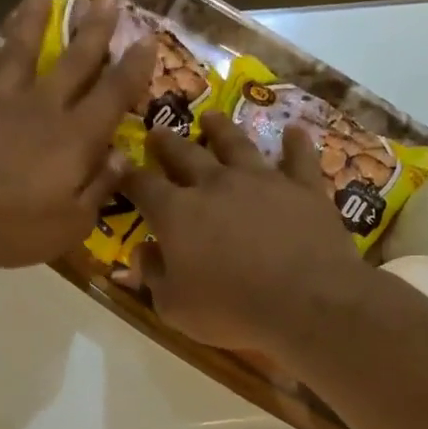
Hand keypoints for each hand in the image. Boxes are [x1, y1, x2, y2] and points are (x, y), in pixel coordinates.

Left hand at [0, 0, 153, 268]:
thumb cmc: (17, 228)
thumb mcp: (74, 223)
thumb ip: (100, 186)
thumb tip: (121, 156)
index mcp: (76, 137)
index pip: (113, 93)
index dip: (134, 67)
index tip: (147, 40)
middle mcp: (42, 108)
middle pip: (73, 61)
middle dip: (94, 30)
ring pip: (20, 51)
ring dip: (33, 19)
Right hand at [117, 112, 374, 354]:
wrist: (307, 302)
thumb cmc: (232, 310)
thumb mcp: (175, 308)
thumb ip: (153, 276)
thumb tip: (141, 253)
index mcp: (177, 213)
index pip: (143, 186)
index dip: (129, 176)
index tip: (120, 166)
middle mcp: (215, 184)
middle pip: (185, 154)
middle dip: (168, 143)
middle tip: (158, 130)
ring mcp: (262, 180)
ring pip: (236, 144)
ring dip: (221, 129)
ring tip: (211, 117)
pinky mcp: (303, 187)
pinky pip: (298, 157)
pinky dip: (295, 143)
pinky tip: (294, 132)